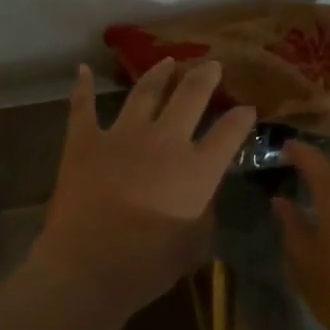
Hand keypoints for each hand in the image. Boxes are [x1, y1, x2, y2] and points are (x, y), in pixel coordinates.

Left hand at [30, 59, 256, 318]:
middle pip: (191, 96)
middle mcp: (164, 141)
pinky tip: (82, 71)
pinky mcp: (84, 141)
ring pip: (145, 92)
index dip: (241, 119)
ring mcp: (122, 135)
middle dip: (205, 77)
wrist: (86, 268)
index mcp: (197, 168)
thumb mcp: (194, 244)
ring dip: (159, 74)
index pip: (229, 132)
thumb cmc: (147, 266)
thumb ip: (203, 211)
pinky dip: (82, 88)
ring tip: (168, 61)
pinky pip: (83, 107)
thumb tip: (200, 193)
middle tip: (211, 65)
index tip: (247, 110)